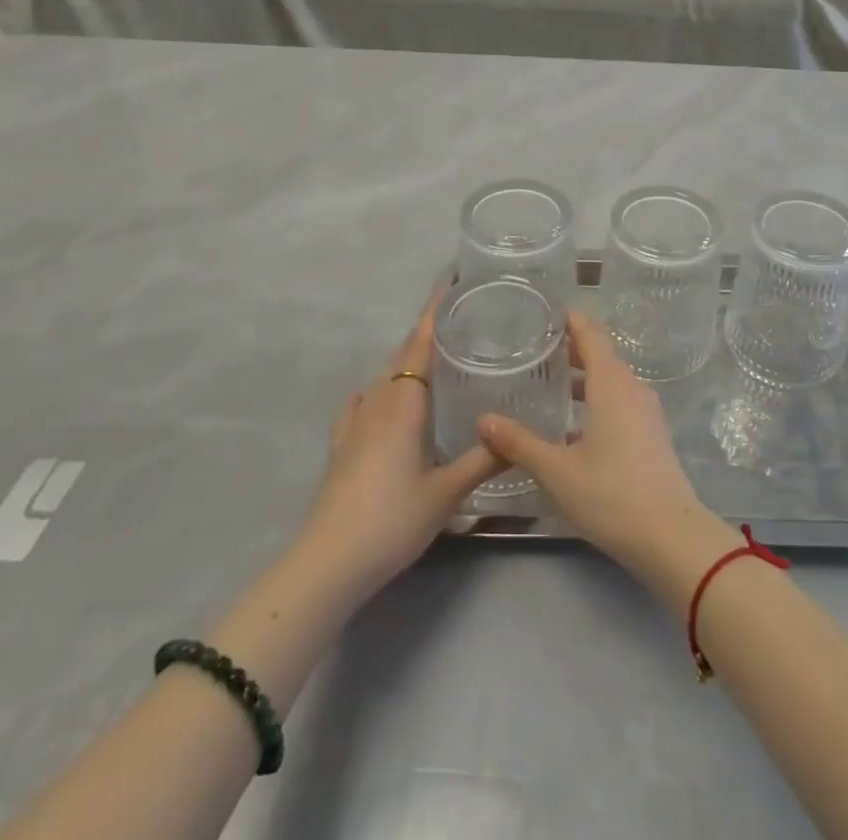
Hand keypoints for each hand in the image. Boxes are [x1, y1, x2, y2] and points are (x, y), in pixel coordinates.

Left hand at [293, 301, 501, 601]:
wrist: (329, 562)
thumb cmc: (392, 520)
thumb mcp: (446, 493)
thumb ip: (483, 461)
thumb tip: (518, 436)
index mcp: (405, 405)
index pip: (420, 345)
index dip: (434, 314)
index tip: (448, 284)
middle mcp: (378, 404)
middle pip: (402, 357)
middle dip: (425, 335)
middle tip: (458, 324)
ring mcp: (354, 425)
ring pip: (383, 380)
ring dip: (404, 363)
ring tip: (432, 360)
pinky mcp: (340, 448)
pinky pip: (360, 407)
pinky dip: (373, 394)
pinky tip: (373, 398)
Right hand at [478, 311, 735, 600]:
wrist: (670, 536)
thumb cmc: (611, 494)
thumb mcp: (557, 470)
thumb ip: (519, 443)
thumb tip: (484, 420)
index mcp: (611, 384)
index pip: (591, 336)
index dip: (571, 321)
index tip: (547, 313)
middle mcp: (632, 389)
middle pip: (602, 355)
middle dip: (573, 348)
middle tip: (538, 347)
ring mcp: (647, 412)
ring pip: (612, 381)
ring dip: (585, 376)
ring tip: (551, 383)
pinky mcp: (652, 435)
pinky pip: (621, 401)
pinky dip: (597, 398)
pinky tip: (574, 423)